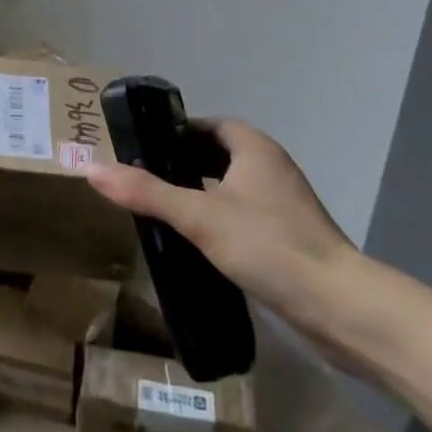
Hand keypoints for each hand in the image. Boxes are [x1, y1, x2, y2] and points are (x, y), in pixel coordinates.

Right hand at [85, 118, 362, 351]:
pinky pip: (244, 214)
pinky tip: (199, 242)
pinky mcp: (289, 236)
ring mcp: (284, 203)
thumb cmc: (268, 245)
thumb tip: (92, 168)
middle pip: (219, 153)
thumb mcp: (199, 216)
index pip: (208, 125)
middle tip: (145, 180)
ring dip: (202, 192)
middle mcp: (271, 166)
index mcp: (254, 147)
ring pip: (232, 186)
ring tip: (164, 210)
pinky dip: (219, 218)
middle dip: (184, 163)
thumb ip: (146, 192)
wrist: (339, 306)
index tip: (143, 150)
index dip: (176, 133)